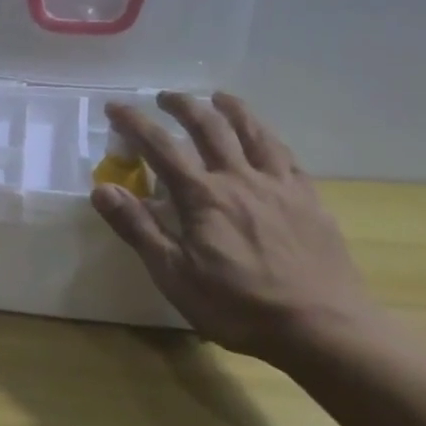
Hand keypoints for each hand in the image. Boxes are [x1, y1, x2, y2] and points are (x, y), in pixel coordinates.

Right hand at [92, 92, 372, 361]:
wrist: (324, 328)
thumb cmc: (239, 307)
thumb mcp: (174, 275)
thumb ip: (138, 228)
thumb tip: (101, 189)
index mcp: (203, 196)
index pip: (160, 147)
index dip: (134, 123)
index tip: (115, 106)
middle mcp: (240, 179)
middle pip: (209, 128)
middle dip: (183, 106)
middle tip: (165, 96)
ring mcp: (279, 186)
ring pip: (253, 132)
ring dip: (232, 109)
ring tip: (218, 97)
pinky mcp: (309, 200)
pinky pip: (286, 156)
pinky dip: (269, 138)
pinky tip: (266, 140)